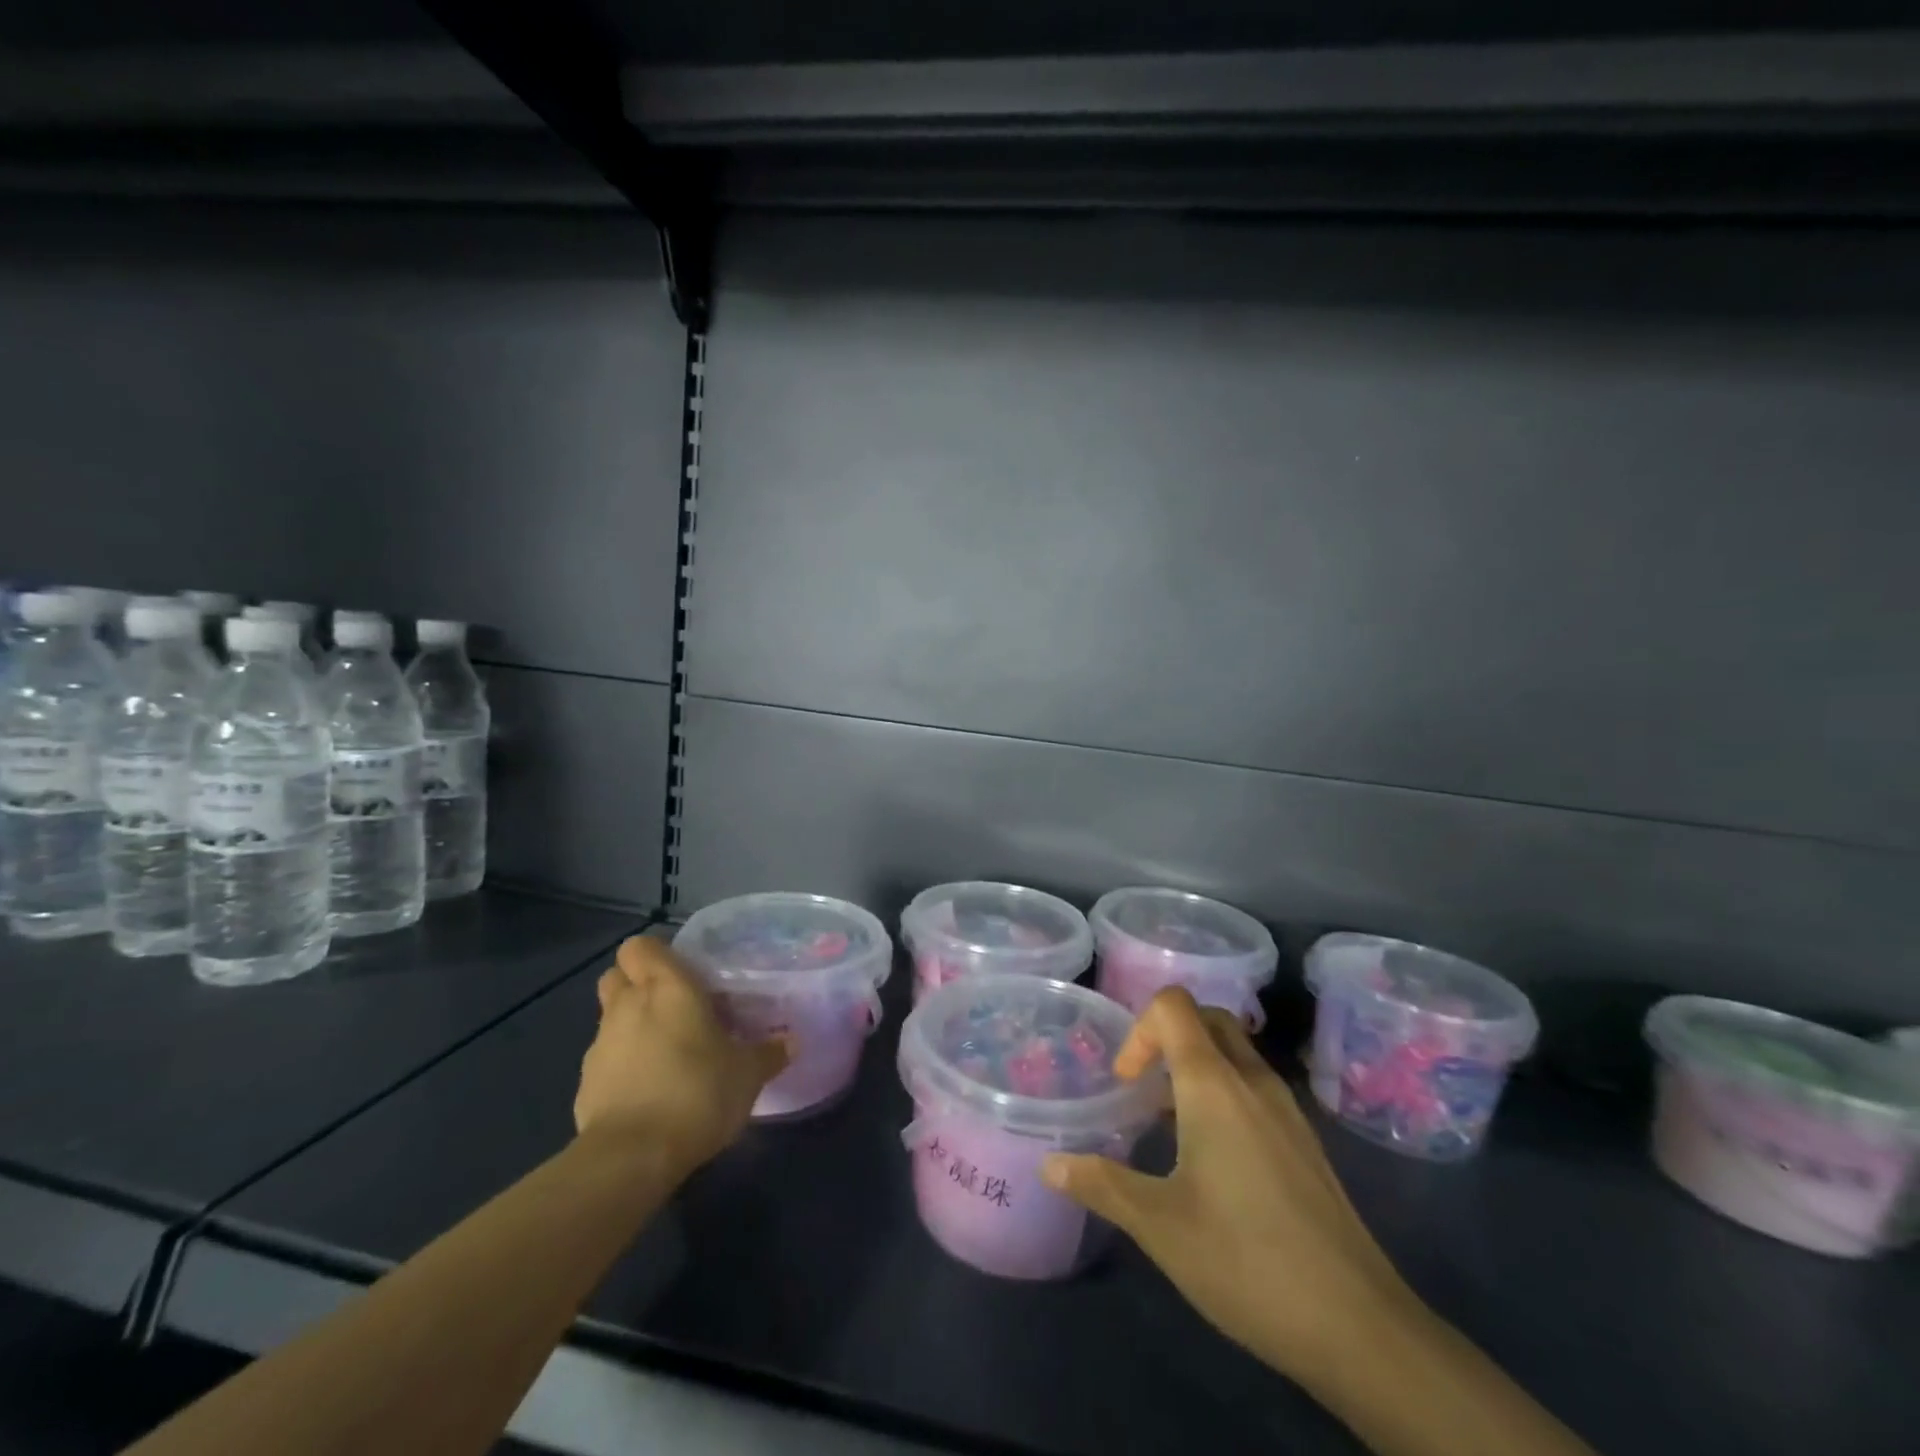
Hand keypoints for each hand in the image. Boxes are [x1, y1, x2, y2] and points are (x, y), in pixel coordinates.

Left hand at [574, 936, 788, 1169]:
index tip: (682, 973)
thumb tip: (792, 1041)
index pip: (640, 946)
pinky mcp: (584, 1086)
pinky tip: (647, 1092)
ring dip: (631, 1027)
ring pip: (610, 1019)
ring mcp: (600, 1046)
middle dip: (637, 984)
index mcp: (666, 987)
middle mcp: (627, 1006)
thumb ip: (769, 1053)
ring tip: (665, 1053)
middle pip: (616, 976)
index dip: (656, 955)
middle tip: (672, 1006)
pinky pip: (605, 1062)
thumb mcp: (748, 1074)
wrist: (632, 1158)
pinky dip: (621, 1068)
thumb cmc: (697, 1092)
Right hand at [1043, 988, 1415, 1387]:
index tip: (1126, 1083)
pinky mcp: (1305, 1142)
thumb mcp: (1159, 1225)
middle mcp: (1253, 1081)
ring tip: (1169, 1125)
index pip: (1173, 1005)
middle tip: (1143, 1088)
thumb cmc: (1247, 1261)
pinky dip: (1225, 1094)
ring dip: (1196, 1066)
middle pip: (1207, 1017)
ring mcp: (1287, 1109)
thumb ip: (1101, 1185)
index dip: (1139, 1029)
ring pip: (1235, 1052)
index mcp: (1215, 1084)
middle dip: (1167, 1036)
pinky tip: (1214, 1160)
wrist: (1360, 1326)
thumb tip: (1049, 1164)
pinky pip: (1255, 1087)